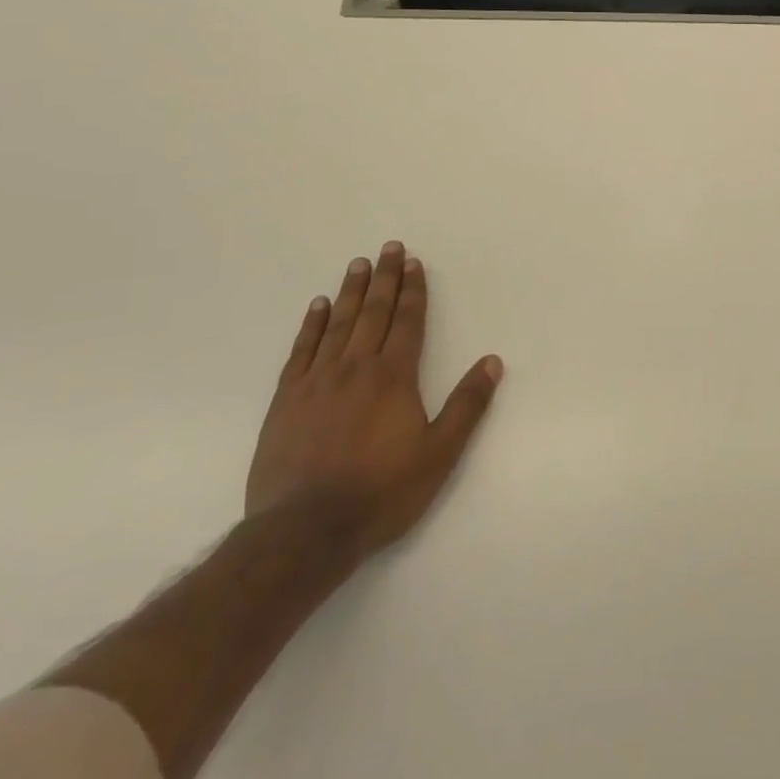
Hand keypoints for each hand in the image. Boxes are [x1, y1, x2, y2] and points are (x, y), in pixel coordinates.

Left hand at [245, 242, 503, 560]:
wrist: (304, 531)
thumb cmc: (381, 492)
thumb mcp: (439, 454)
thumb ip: (467, 405)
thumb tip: (492, 362)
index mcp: (394, 376)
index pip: (407, 322)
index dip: (413, 291)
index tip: (413, 263)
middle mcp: (356, 367)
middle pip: (374, 312)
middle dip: (385, 278)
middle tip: (388, 247)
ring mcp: (317, 381)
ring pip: (338, 324)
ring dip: (351, 291)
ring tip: (357, 264)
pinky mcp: (287, 400)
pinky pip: (301, 350)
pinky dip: (312, 325)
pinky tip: (318, 306)